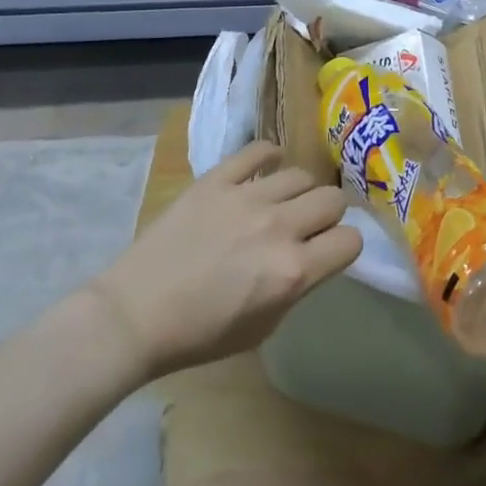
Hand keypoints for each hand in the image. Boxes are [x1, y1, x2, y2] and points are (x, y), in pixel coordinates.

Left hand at [88, 142, 361, 378]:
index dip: (345, 246)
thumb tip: (310, 258)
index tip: (330, 250)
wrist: (135, 314)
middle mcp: (279, 228)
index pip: (351, 241)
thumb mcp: (263, 328)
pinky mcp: (217, 179)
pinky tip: (267, 167)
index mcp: (292, 272)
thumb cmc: (199, 334)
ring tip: (283, 200)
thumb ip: (295, 287)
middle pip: (333, 200)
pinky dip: (269, 155)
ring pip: (301, 174)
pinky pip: (258, 150)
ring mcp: (247, 198)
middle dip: (329, 214)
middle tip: (309, 224)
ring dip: (300, 190)